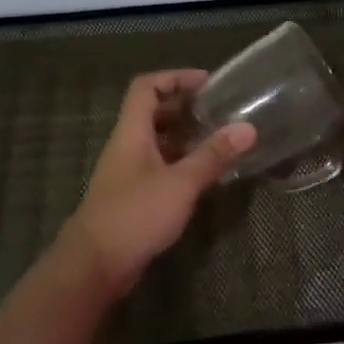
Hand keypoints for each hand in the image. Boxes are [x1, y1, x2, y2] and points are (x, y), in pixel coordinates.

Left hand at [62, 69, 257, 299]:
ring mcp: (129, 173)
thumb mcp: (180, 183)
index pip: (146, 87)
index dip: (175, 78)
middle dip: (185, 109)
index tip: (207, 83)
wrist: (95, 266)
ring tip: (219, 140)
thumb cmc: (135, 215)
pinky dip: (182, 165)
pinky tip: (205, 176)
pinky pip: (160, 168)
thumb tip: (248, 128)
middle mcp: (127, 147)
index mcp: (132, 133)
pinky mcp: (134, 198)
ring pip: (158, 143)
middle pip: (153, 114)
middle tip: (220, 112)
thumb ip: (213, 156)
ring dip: (186, 138)